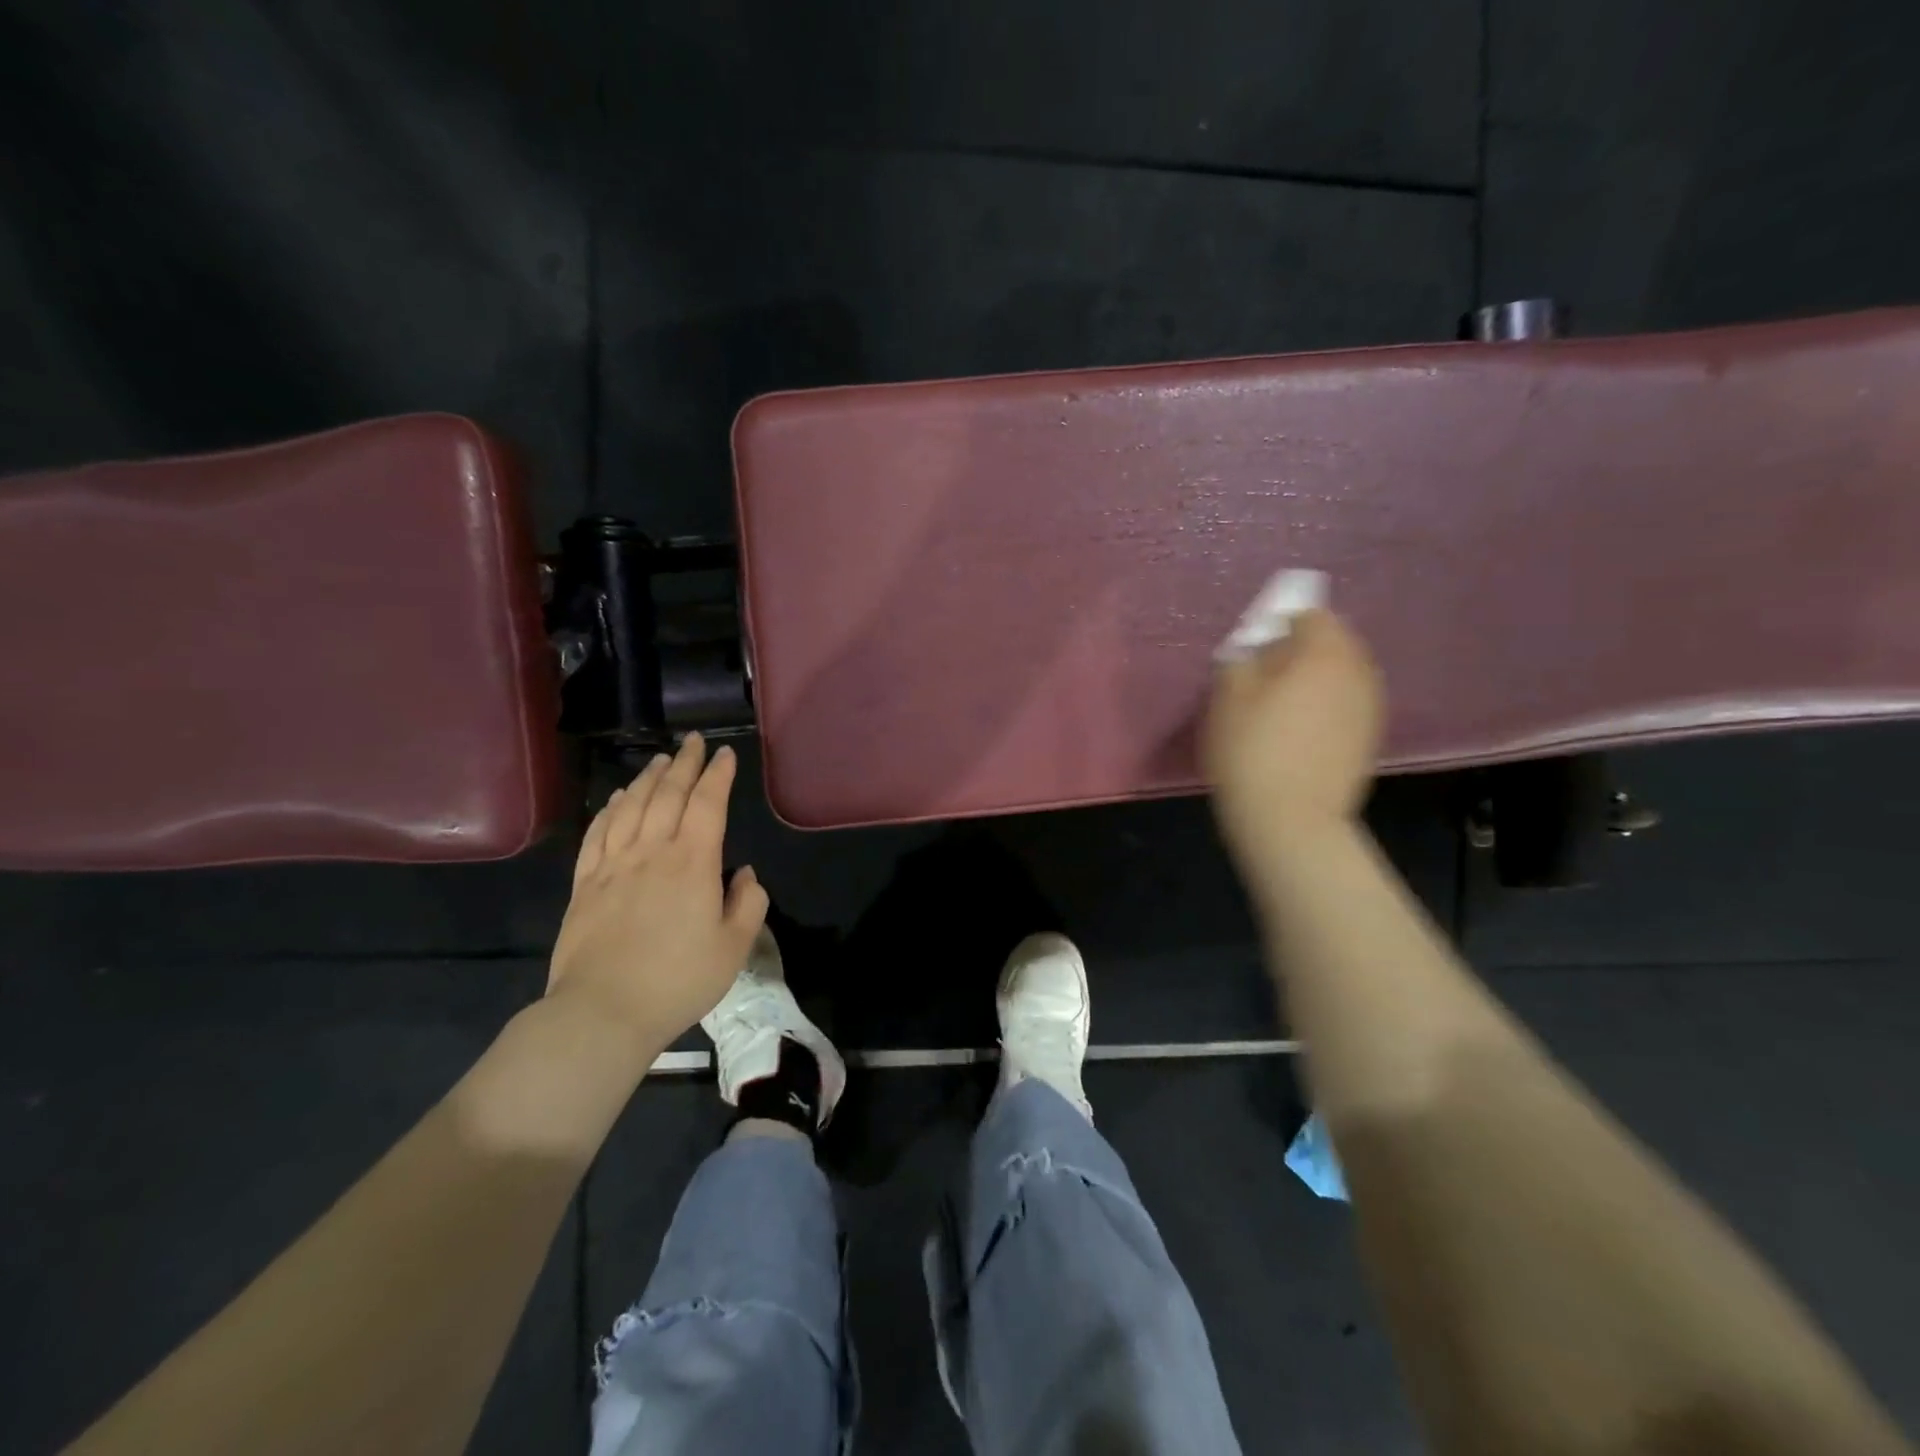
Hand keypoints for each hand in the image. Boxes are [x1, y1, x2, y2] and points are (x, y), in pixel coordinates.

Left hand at [547, 734, 768, 1055]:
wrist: (603, 1012)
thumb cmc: (678, 980)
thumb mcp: (734, 947)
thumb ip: (748, 903)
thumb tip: (743, 875)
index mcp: (693, 862)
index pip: (708, 803)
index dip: (718, 775)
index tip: (726, 754)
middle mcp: (652, 851)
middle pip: (667, 794)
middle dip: (684, 764)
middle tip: (693, 742)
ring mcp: (613, 865)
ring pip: (630, 807)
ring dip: (647, 779)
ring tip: (660, 761)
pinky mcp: (585, 884)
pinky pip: (597, 834)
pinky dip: (609, 810)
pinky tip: (615, 800)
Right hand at [1203, 608, 1384, 863]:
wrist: (1291, 819)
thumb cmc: (1251, 751)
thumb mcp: (1227, 698)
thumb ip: (1240, 661)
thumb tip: (1252, 652)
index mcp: (1324, 652)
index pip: (1312, 615)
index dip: (1282, 624)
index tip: (1257, 646)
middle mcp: (1357, 671)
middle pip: (1334, 643)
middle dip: (1304, 650)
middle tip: (1268, 673)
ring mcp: (1370, 706)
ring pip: (1343, 675)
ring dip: (1317, 679)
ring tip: (1283, 704)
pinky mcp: (1370, 738)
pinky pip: (1347, 704)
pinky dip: (1328, 706)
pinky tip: (1301, 731)